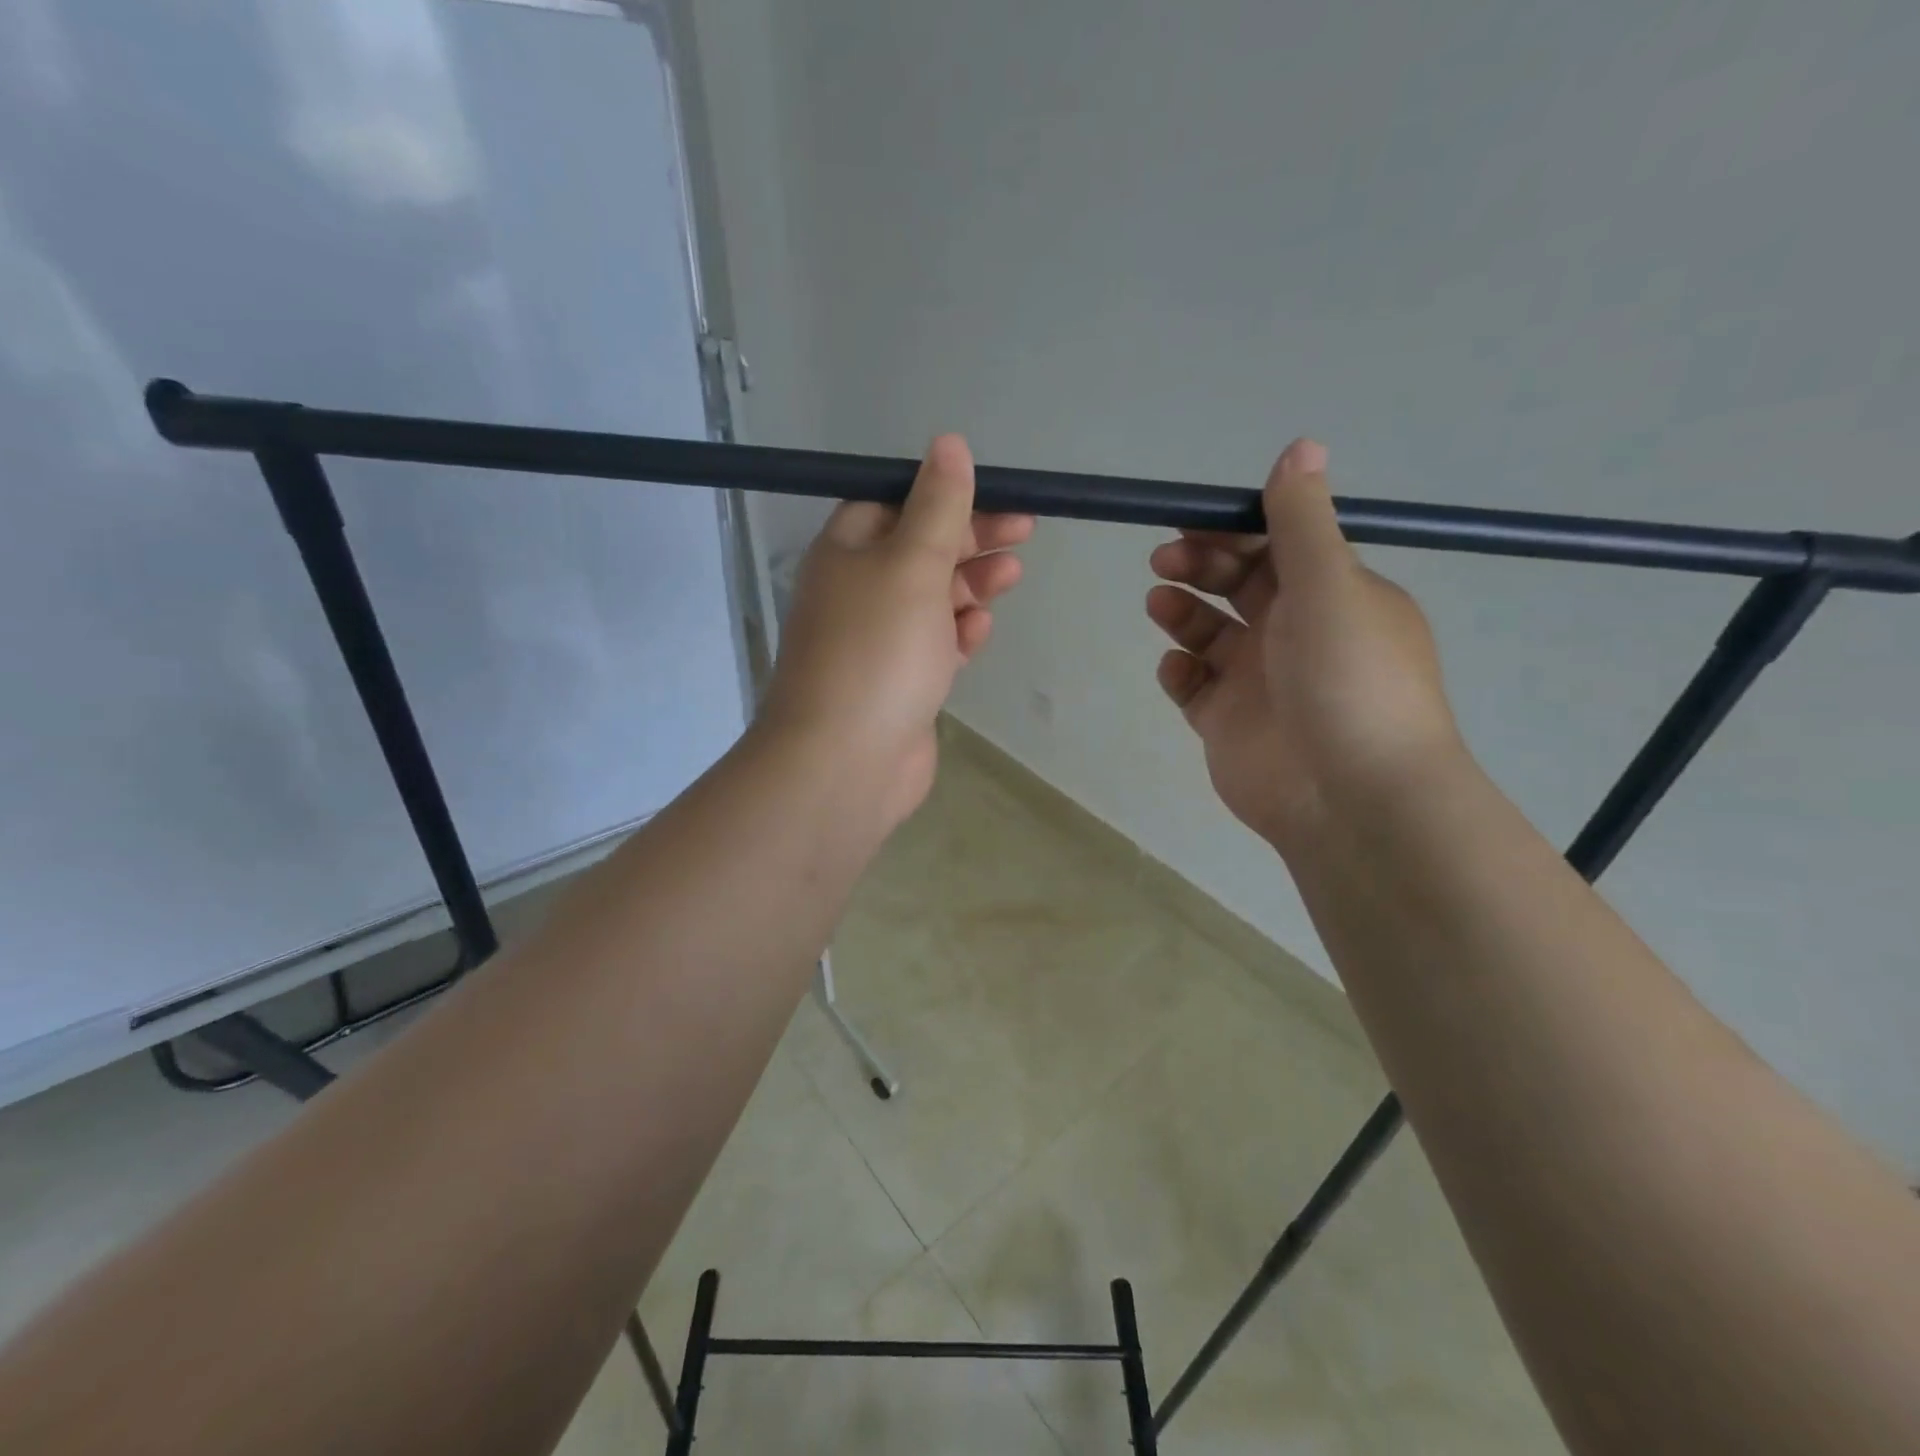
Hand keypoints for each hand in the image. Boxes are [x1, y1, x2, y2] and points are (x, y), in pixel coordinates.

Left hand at [762, 434, 1032, 828]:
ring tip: (1012, 576)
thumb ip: (938, 507)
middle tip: (1023, 534)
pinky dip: (956, 635)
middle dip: (970, 540)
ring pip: (930, 601)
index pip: (896, 505)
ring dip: (970, 586)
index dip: (946, 497)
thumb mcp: (913, 565)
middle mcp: (856, 593)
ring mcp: (876, 643)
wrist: (845, 762)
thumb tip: (948, 444)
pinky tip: (979, 632)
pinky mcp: (896, 685)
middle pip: (919, 551)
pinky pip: (931, 647)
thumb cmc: (878, 651)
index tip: (997, 497)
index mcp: (846, 552)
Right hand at [1146, 439, 1462, 857]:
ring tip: (1160, 605)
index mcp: (1331, 595)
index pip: (1276, 546)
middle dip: (1199, 565)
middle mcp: (1295, 633)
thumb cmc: (1346, 678)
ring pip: (1208, 632)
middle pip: (1236, 584)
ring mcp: (1258, 680)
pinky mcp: (1227, 722)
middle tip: (1165, 560)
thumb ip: (1303, 520)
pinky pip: (1193, 685)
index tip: (1190, 519)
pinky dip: (1179, 671)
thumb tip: (1301, 445)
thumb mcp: (1330, 585)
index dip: (1233, 528)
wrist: (1348, 795)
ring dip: (1181, 612)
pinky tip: (1177, 669)